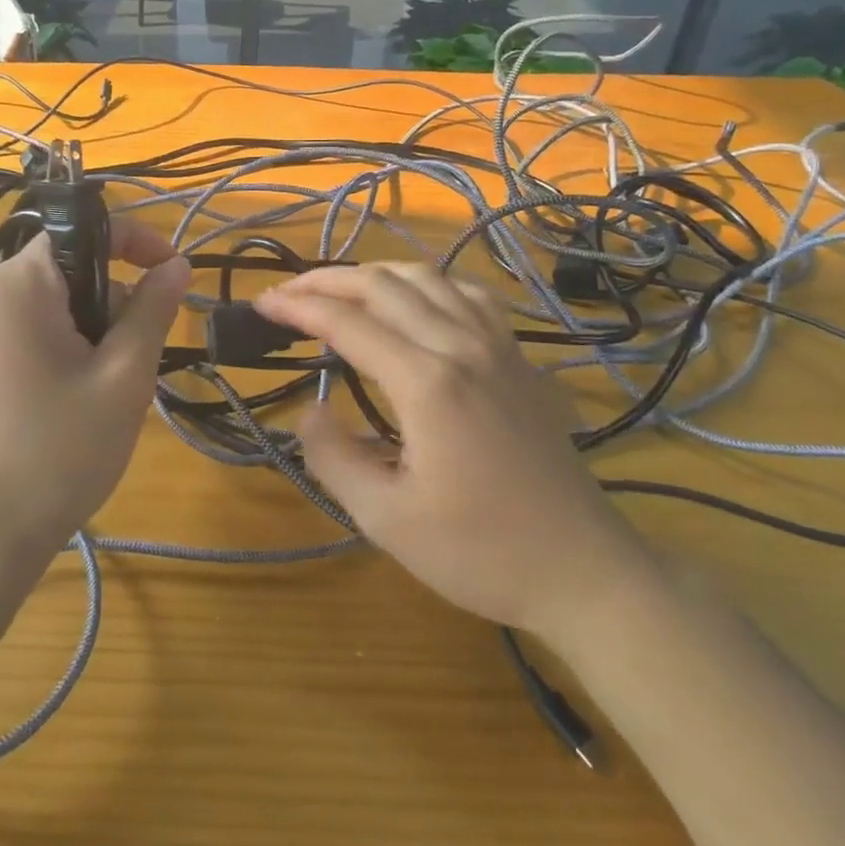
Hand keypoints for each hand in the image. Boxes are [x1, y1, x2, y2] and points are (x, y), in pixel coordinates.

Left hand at [0, 216, 190, 569]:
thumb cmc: (60, 450)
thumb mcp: (124, 376)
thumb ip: (152, 309)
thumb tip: (176, 265)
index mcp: (20, 283)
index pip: (86, 228)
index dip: (138, 240)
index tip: (174, 274)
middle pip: (72, 264)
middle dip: (116, 295)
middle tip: (139, 351)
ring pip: (57, 299)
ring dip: (96, 324)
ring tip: (111, 384)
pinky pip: (35, 326)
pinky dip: (70, 342)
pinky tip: (81, 394)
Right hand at [254, 263, 655, 645]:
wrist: (583, 571)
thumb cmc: (480, 553)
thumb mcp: (386, 519)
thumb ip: (333, 456)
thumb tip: (309, 407)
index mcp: (427, 382)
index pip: (347, 322)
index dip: (298, 307)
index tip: (262, 305)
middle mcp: (462, 346)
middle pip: (383, 285)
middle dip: (327, 280)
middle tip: (288, 293)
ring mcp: (498, 346)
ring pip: (428, 278)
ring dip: (375, 274)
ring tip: (340, 290)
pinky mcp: (519, 358)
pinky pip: (469, 294)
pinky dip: (429, 284)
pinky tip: (417, 301)